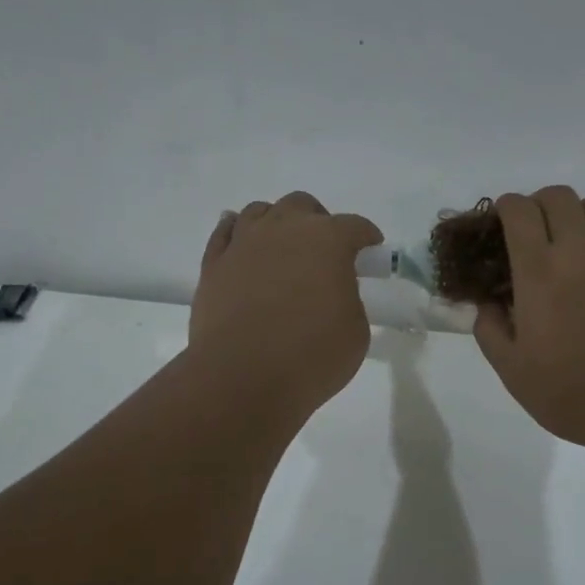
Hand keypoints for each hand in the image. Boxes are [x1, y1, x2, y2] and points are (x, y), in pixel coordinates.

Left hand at [188, 192, 382, 423]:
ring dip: (277, 223)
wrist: (242, 378)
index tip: (371, 250)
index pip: (355, 226)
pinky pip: (225, 232)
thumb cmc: (311, 356)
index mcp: (328, 241)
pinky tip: (243, 242)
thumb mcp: (355, 331)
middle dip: (318, 221)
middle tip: (324, 252)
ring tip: (282, 248)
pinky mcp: (213, 264)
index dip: (367, 236)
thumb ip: (348, 299)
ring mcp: (243, 243)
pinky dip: (237, 232)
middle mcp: (284, 229)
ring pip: (260, 211)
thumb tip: (331, 293)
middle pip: (302, 206)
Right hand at [474, 186, 584, 452]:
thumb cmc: (575, 394)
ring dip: (579, 215)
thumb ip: (490, 331)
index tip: (501, 223)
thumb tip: (487, 304)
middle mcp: (581, 250)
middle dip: (539, 205)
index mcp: (540, 271)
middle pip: (559, 196)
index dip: (506, 208)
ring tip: (575, 244)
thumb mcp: (514, 372)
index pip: (519, 211)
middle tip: (535, 233)